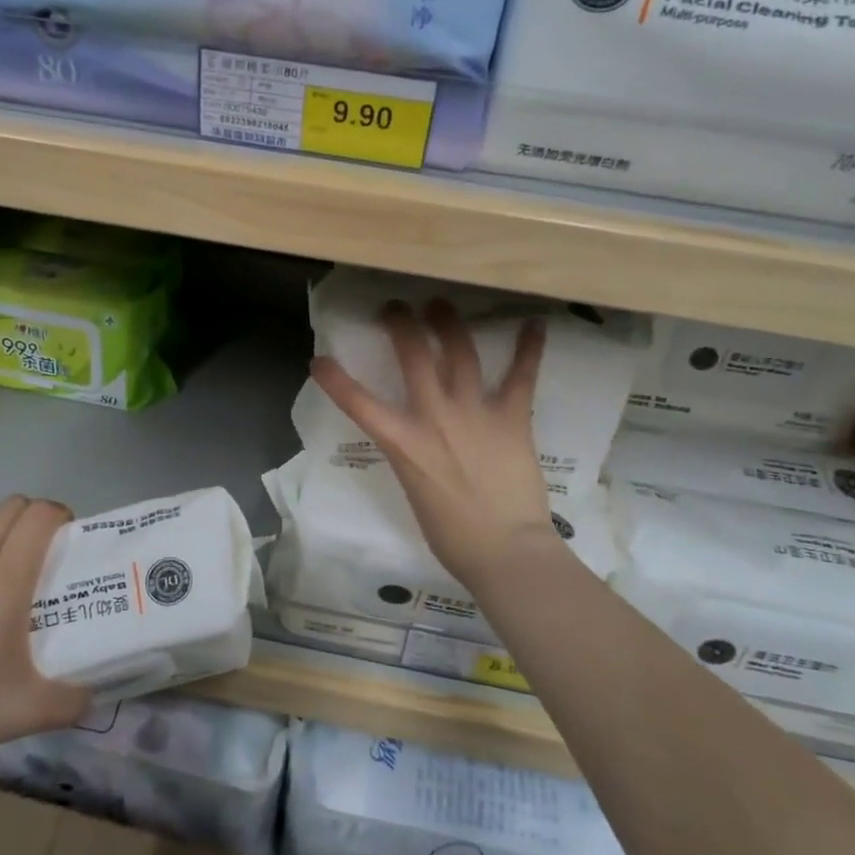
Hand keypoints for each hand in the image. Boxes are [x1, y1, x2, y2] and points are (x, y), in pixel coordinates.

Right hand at [312, 299, 557, 588]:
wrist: (505, 551)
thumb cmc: (453, 535)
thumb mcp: (414, 490)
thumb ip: (412, 456)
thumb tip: (416, 439)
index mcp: (404, 443)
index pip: (359, 403)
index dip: (335, 379)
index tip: (320, 360)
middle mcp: (435, 416)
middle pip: (414, 355)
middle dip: (401, 324)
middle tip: (396, 308)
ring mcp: (475, 412)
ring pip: (460, 352)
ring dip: (449, 323)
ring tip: (441, 304)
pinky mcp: (512, 417)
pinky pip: (521, 375)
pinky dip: (529, 348)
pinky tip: (535, 323)